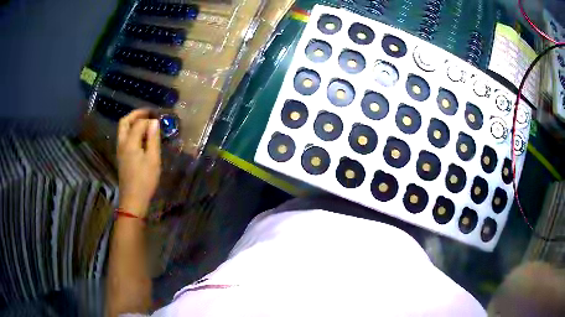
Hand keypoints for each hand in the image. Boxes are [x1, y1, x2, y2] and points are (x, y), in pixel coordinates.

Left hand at [117, 109, 160, 217]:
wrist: (133, 199)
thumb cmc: (145, 180)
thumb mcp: (153, 159)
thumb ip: (153, 139)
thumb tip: (154, 122)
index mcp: (130, 142)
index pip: (138, 123)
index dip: (149, 118)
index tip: (159, 118)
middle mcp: (122, 143)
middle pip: (124, 122)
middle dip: (135, 114)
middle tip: (148, 113)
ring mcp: (120, 150)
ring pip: (123, 129)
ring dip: (132, 122)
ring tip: (146, 123)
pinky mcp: (121, 157)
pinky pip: (124, 137)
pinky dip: (131, 131)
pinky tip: (141, 137)